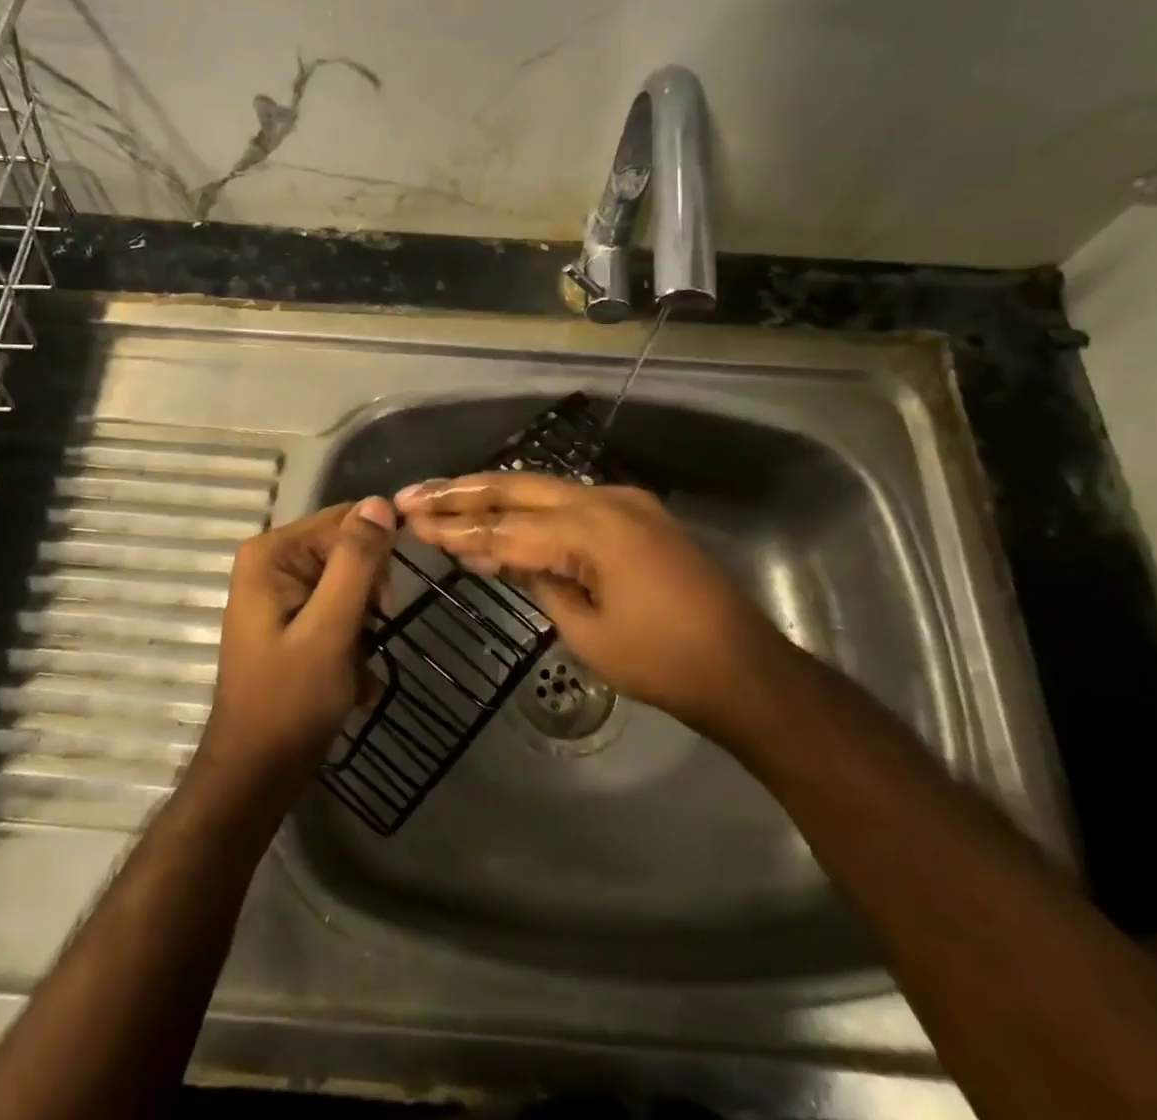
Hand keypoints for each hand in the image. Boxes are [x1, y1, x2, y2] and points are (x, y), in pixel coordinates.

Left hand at [198, 498, 396, 792]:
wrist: (256, 773)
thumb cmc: (290, 701)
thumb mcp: (330, 628)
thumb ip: (356, 562)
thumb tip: (380, 502)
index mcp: (272, 553)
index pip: (345, 520)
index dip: (376, 554)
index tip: (386, 602)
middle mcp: (272, 562)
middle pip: (348, 550)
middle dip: (369, 595)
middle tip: (367, 637)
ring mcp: (281, 592)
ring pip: (350, 583)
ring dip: (364, 623)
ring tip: (356, 664)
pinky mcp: (292, 619)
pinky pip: (338, 609)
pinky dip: (351, 640)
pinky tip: (350, 676)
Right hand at [394, 474, 783, 737]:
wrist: (745, 668)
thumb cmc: (664, 663)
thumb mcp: (588, 633)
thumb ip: (541, 584)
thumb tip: (504, 558)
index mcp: (592, 530)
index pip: (506, 527)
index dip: (456, 528)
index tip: (412, 523)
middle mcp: (606, 500)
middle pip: (518, 488)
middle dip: (463, 492)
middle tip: (415, 495)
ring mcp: (626, 502)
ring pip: (544, 487)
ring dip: (494, 493)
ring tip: (446, 496)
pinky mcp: (638, 514)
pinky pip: (572, 501)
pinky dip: (532, 508)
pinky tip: (505, 514)